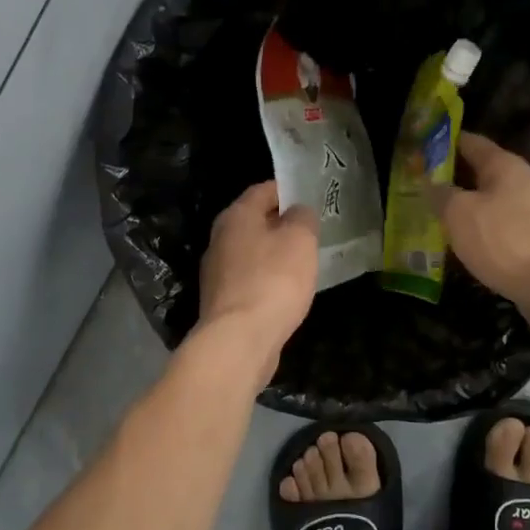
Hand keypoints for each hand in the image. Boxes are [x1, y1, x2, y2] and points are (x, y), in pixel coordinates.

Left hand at [197, 182, 318, 379]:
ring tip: (304, 260)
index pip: (263, 190)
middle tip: (312, 229)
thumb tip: (298, 211)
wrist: (240, 339)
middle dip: (281, 223)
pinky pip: (250, 279)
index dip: (289, 190)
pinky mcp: (222, 301)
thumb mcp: (300, 240)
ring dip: (274, 253)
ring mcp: (217, 272)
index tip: (312, 197)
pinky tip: (287, 290)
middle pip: (254, 221)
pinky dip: (267, 279)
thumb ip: (302, 217)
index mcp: (236, 216)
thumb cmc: (273, 280)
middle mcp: (220, 239)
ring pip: (252, 252)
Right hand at [429, 132, 529, 324]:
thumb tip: (430, 182)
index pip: (470, 142)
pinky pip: (501, 227)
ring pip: (491, 202)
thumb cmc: (505, 240)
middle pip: (481, 172)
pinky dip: (481, 230)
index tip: (420, 149)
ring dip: (466, 207)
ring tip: (436, 218)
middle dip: (452, 179)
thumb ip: (441, 194)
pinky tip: (465, 244)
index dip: (444, 143)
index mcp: (504, 165)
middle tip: (420, 188)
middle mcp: (523, 182)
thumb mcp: (460, 214)